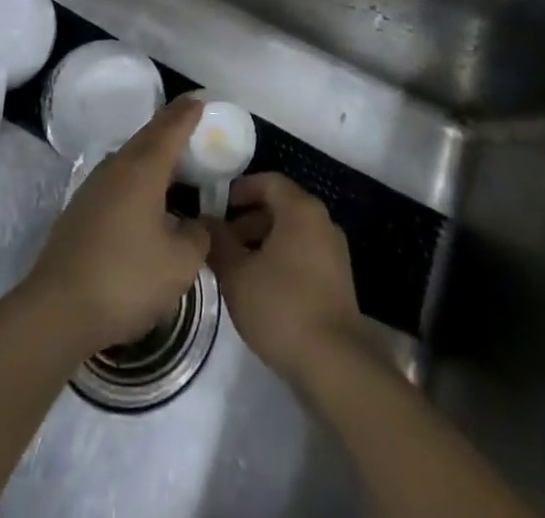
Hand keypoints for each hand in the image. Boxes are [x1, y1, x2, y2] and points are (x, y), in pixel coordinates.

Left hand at [22, 96, 210, 355]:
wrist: (56, 310)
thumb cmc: (125, 279)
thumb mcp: (180, 264)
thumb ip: (199, 235)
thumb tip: (200, 221)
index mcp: (143, 168)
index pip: (171, 127)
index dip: (189, 112)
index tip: (202, 100)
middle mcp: (117, 166)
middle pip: (149, 136)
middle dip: (172, 127)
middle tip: (194, 124)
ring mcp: (94, 186)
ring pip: (131, 157)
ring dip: (154, 153)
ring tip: (175, 162)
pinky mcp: (81, 208)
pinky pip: (119, 178)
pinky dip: (139, 176)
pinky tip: (147, 198)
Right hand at [206, 173, 362, 385]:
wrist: (334, 363)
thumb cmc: (281, 307)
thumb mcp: (237, 274)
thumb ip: (218, 242)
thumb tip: (205, 221)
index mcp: (300, 209)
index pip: (268, 181)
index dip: (240, 189)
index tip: (216, 206)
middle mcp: (322, 221)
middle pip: (280, 206)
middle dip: (248, 220)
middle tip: (222, 242)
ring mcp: (334, 251)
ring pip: (292, 233)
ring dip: (263, 242)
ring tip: (237, 268)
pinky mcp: (339, 280)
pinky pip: (304, 255)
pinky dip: (281, 260)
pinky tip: (262, 288)